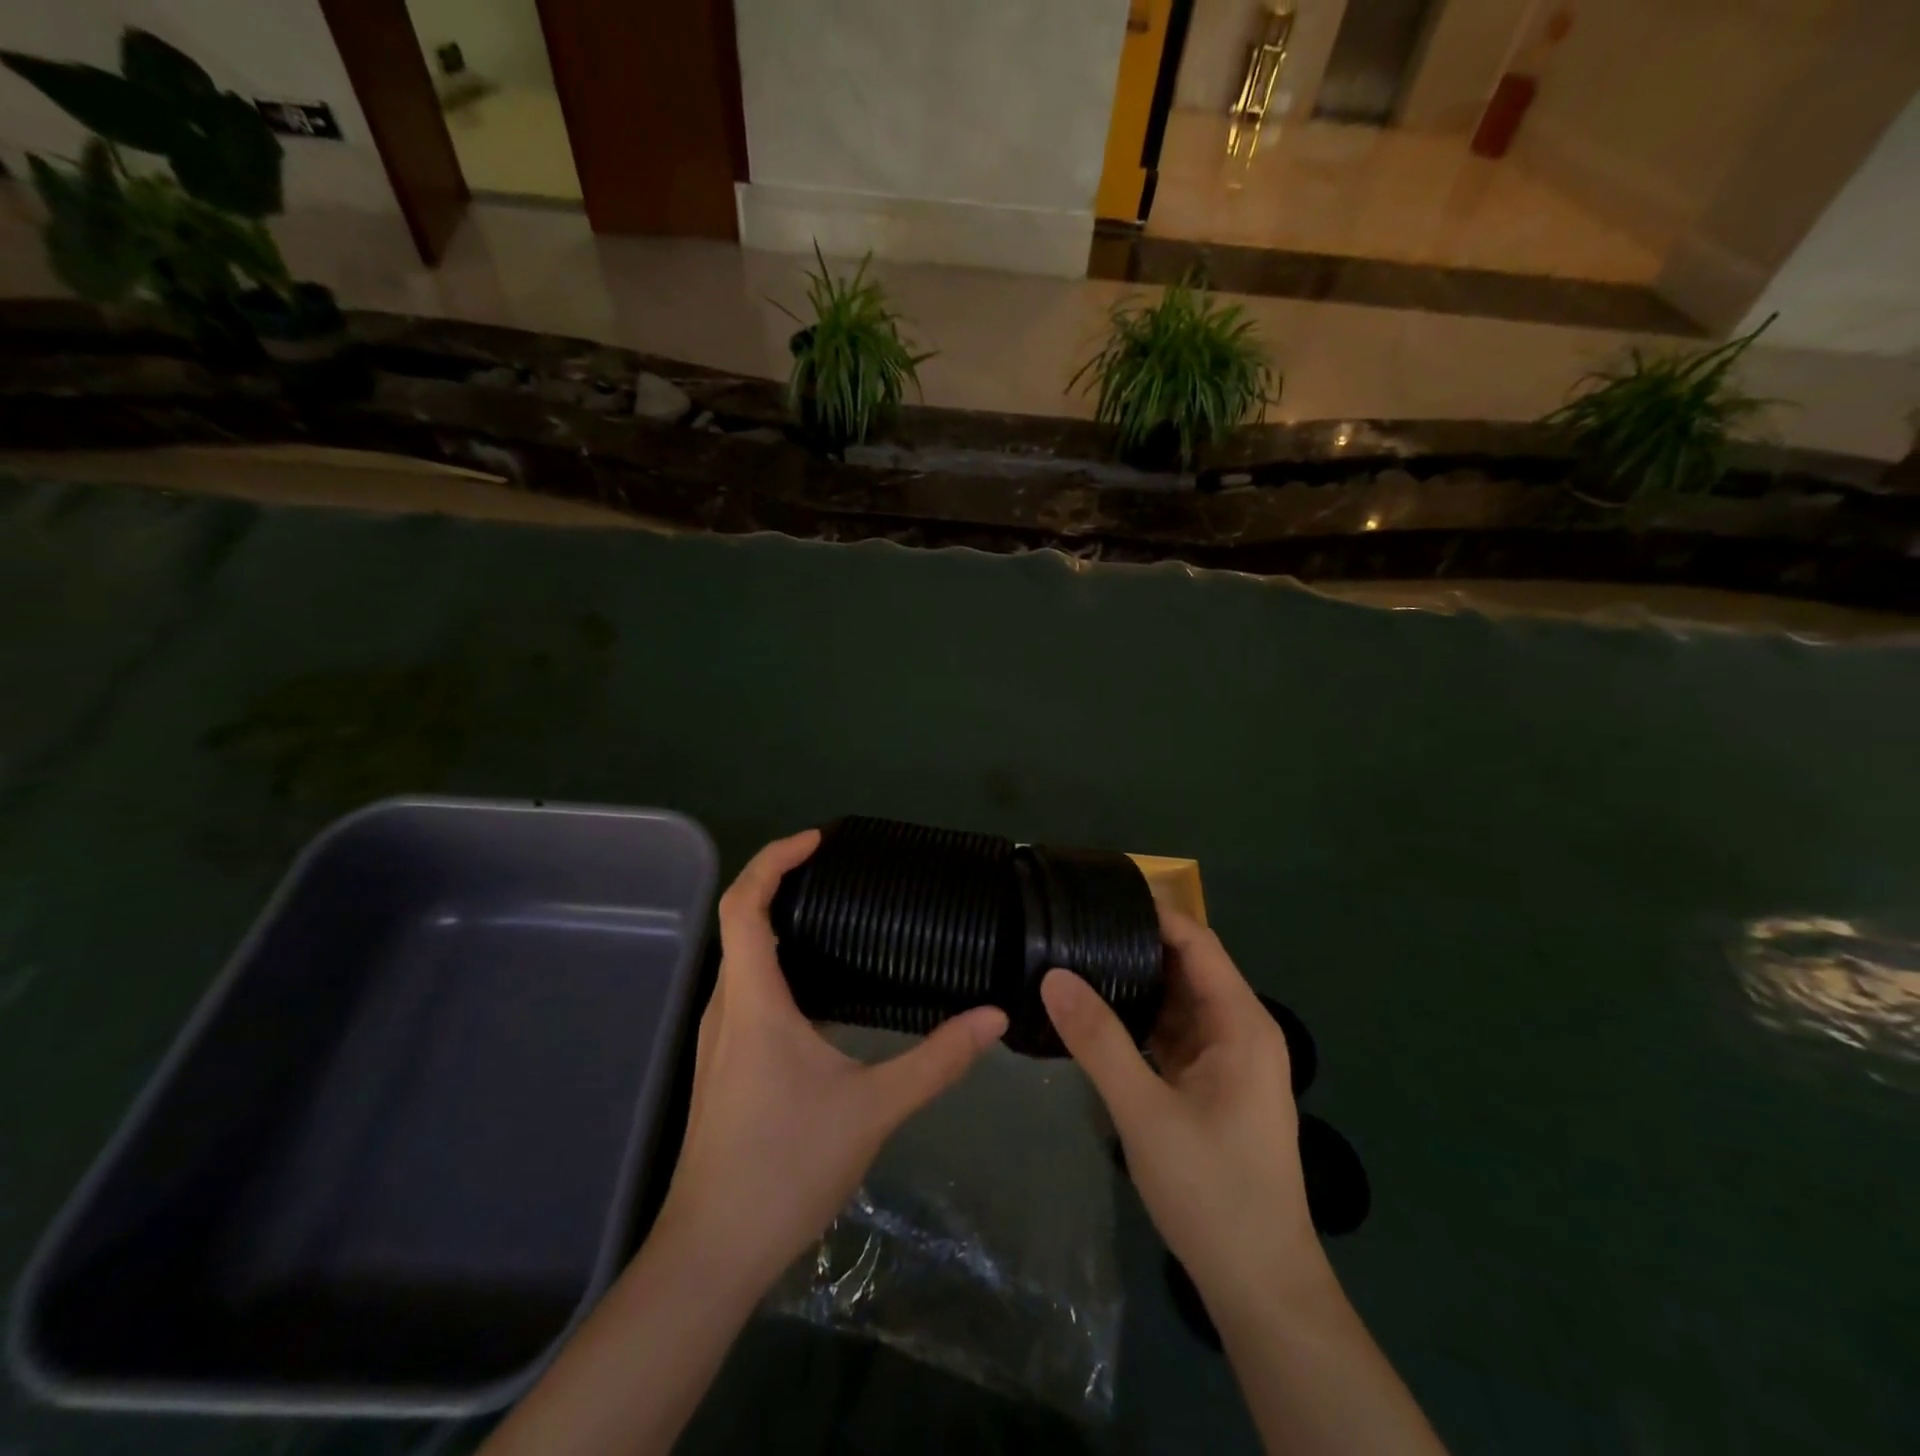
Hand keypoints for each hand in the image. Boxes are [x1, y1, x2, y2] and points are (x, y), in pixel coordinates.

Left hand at [659, 830, 1007, 1292]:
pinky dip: (776, 964)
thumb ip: (936, 1060)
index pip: (745, 904)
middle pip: (739, 922)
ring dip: (776, 924)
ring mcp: (718, 1039)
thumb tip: (993, 1017)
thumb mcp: (873, 1109)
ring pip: (740, 958)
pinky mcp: (723, 1065)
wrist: (712, 1253)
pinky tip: (819, 990)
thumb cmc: (785, 1167)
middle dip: (780, 883)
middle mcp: (726, 1007)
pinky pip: (746, 990)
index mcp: (753, 1000)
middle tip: (837, 872)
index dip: (774, 860)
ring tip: (833, 918)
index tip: (818, 841)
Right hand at [1041, 908, 1320, 1301]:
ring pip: (1177, 1000)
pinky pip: (1174, 1033)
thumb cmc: (1213, 1191)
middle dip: (1134, 944)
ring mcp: (1227, 1060)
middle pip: (1186, 966)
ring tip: (1074, 959)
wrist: (1261, 1287)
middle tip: (1071, 927)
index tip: (1096, 897)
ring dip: (1134, 981)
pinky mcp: (1213, 1086)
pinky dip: (1140, 1019)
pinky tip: (1096, 1014)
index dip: (1151, 914)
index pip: (1196, 941)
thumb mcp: (1145, 1112)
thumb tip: (1053, 975)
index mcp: (1240, 1023)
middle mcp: (1240, 1030)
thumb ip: (1098, 1040)